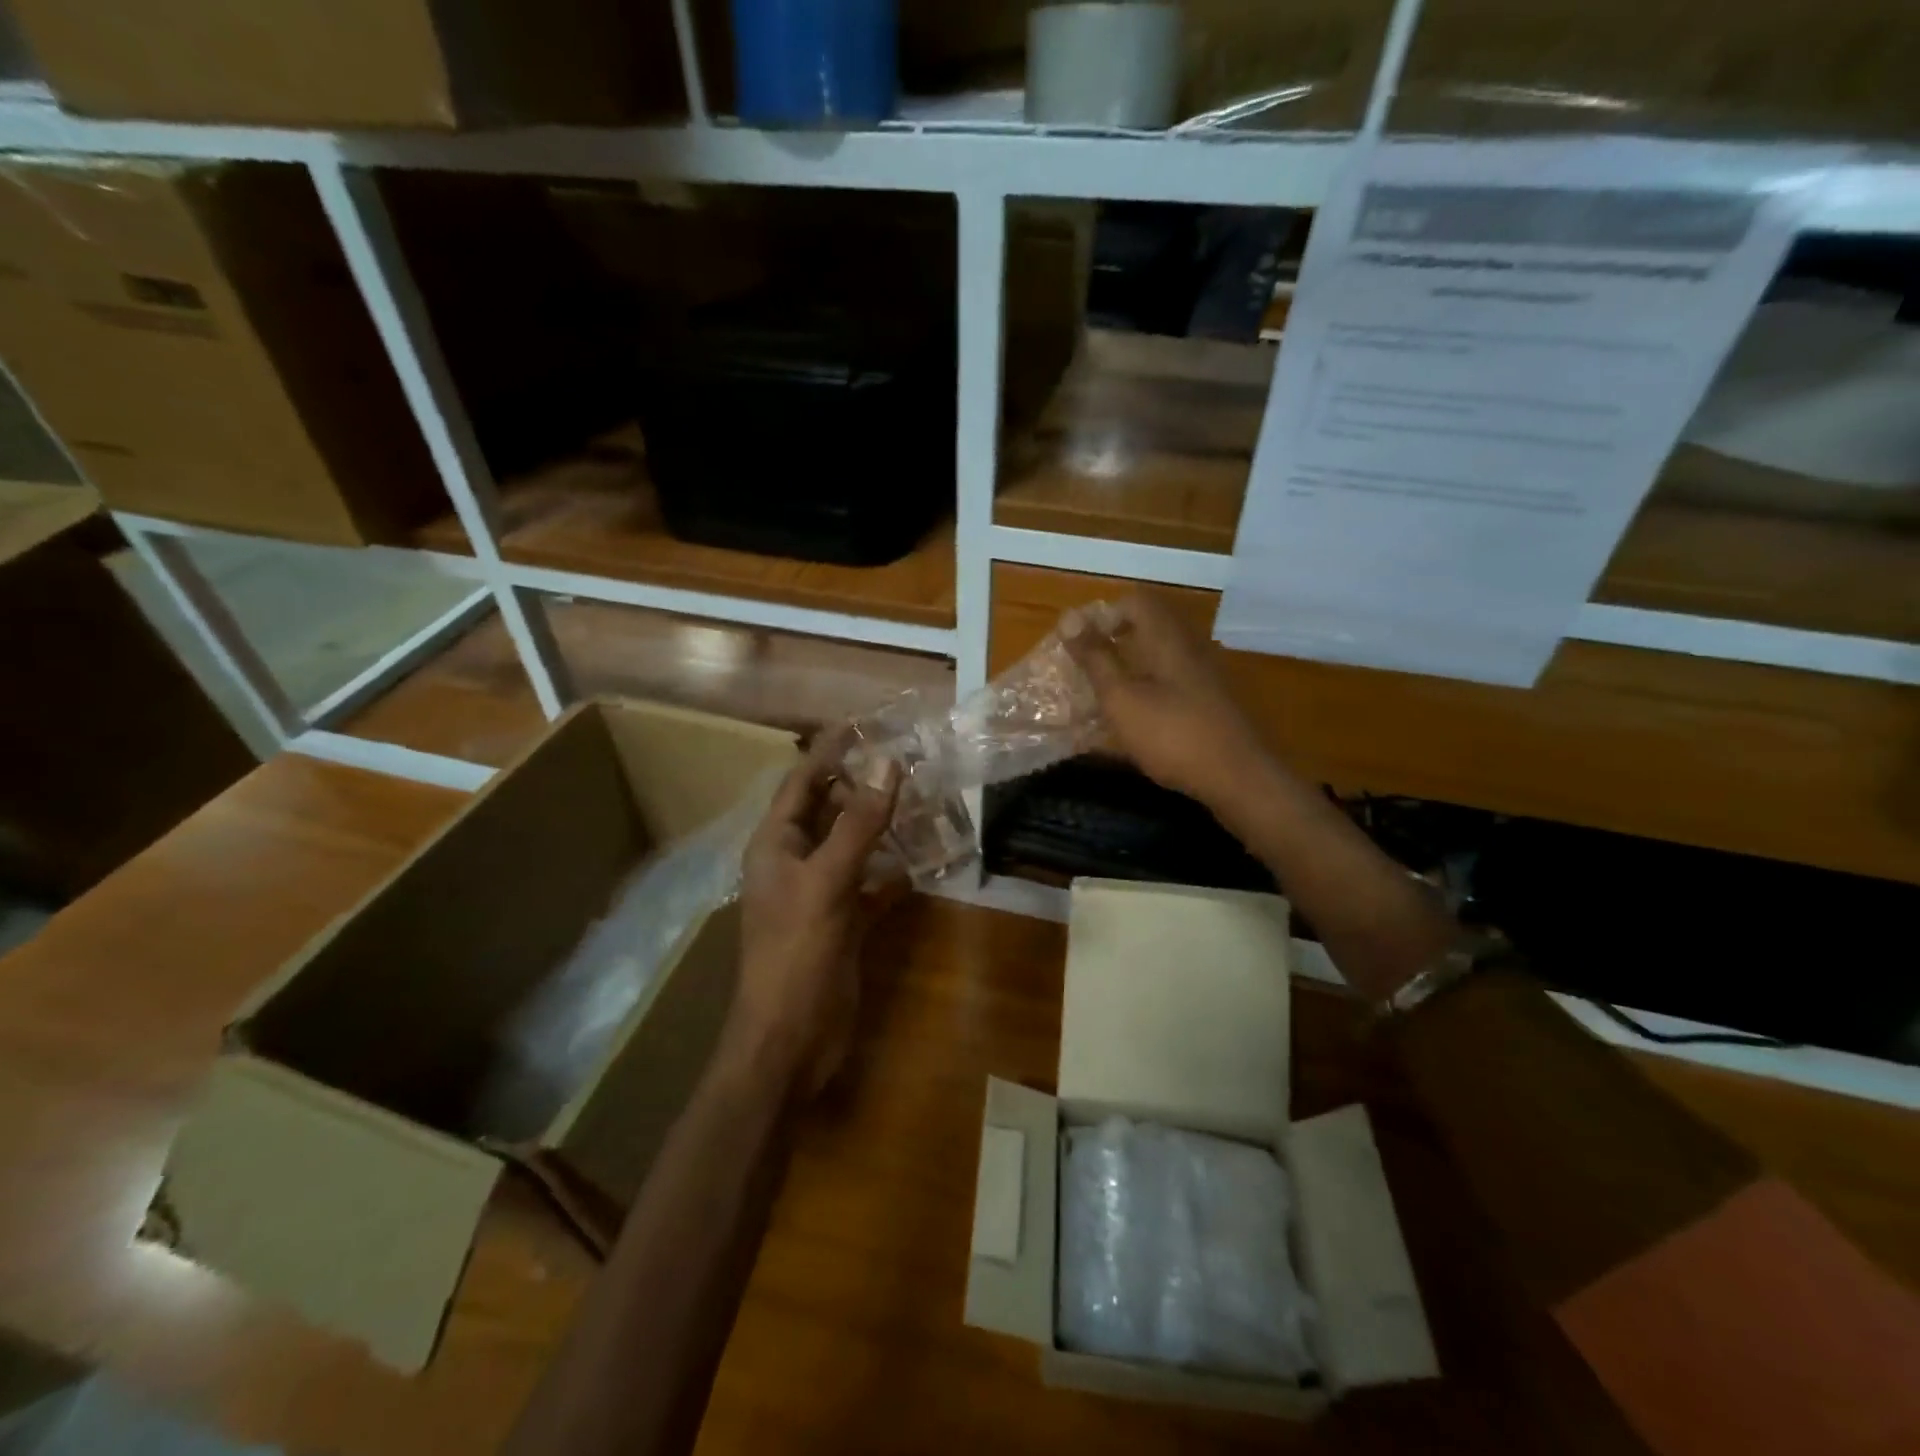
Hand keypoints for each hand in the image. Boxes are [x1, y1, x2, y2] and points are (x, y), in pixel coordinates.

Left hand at [731, 729, 900, 1098]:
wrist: (790, 1041)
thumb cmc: (797, 954)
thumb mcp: (828, 881)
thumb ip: (858, 823)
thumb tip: (887, 763)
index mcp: (776, 844)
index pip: (802, 782)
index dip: (830, 752)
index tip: (865, 724)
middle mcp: (794, 862)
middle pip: (829, 811)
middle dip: (863, 786)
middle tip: (908, 760)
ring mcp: (818, 894)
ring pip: (853, 847)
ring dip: (882, 828)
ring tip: (923, 801)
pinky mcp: (842, 923)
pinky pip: (870, 886)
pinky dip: (892, 874)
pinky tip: (922, 864)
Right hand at [1063, 592, 1269, 810]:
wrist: (1237, 778)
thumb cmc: (1172, 735)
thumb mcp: (1122, 698)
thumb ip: (1095, 658)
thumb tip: (1068, 617)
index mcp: (1168, 638)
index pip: (1135, 602)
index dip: (1103, 615)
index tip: (1079, 645)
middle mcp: (1189, 647)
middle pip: (1147, 627)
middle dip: (1112, 643)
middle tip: (1084, 671)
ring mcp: (1203, 675)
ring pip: (1158, 656)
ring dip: (1127, 668)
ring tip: (1101, 697)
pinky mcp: (1209, 701)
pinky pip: (1170, 682)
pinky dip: (1146, 690)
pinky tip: (1132, 720)